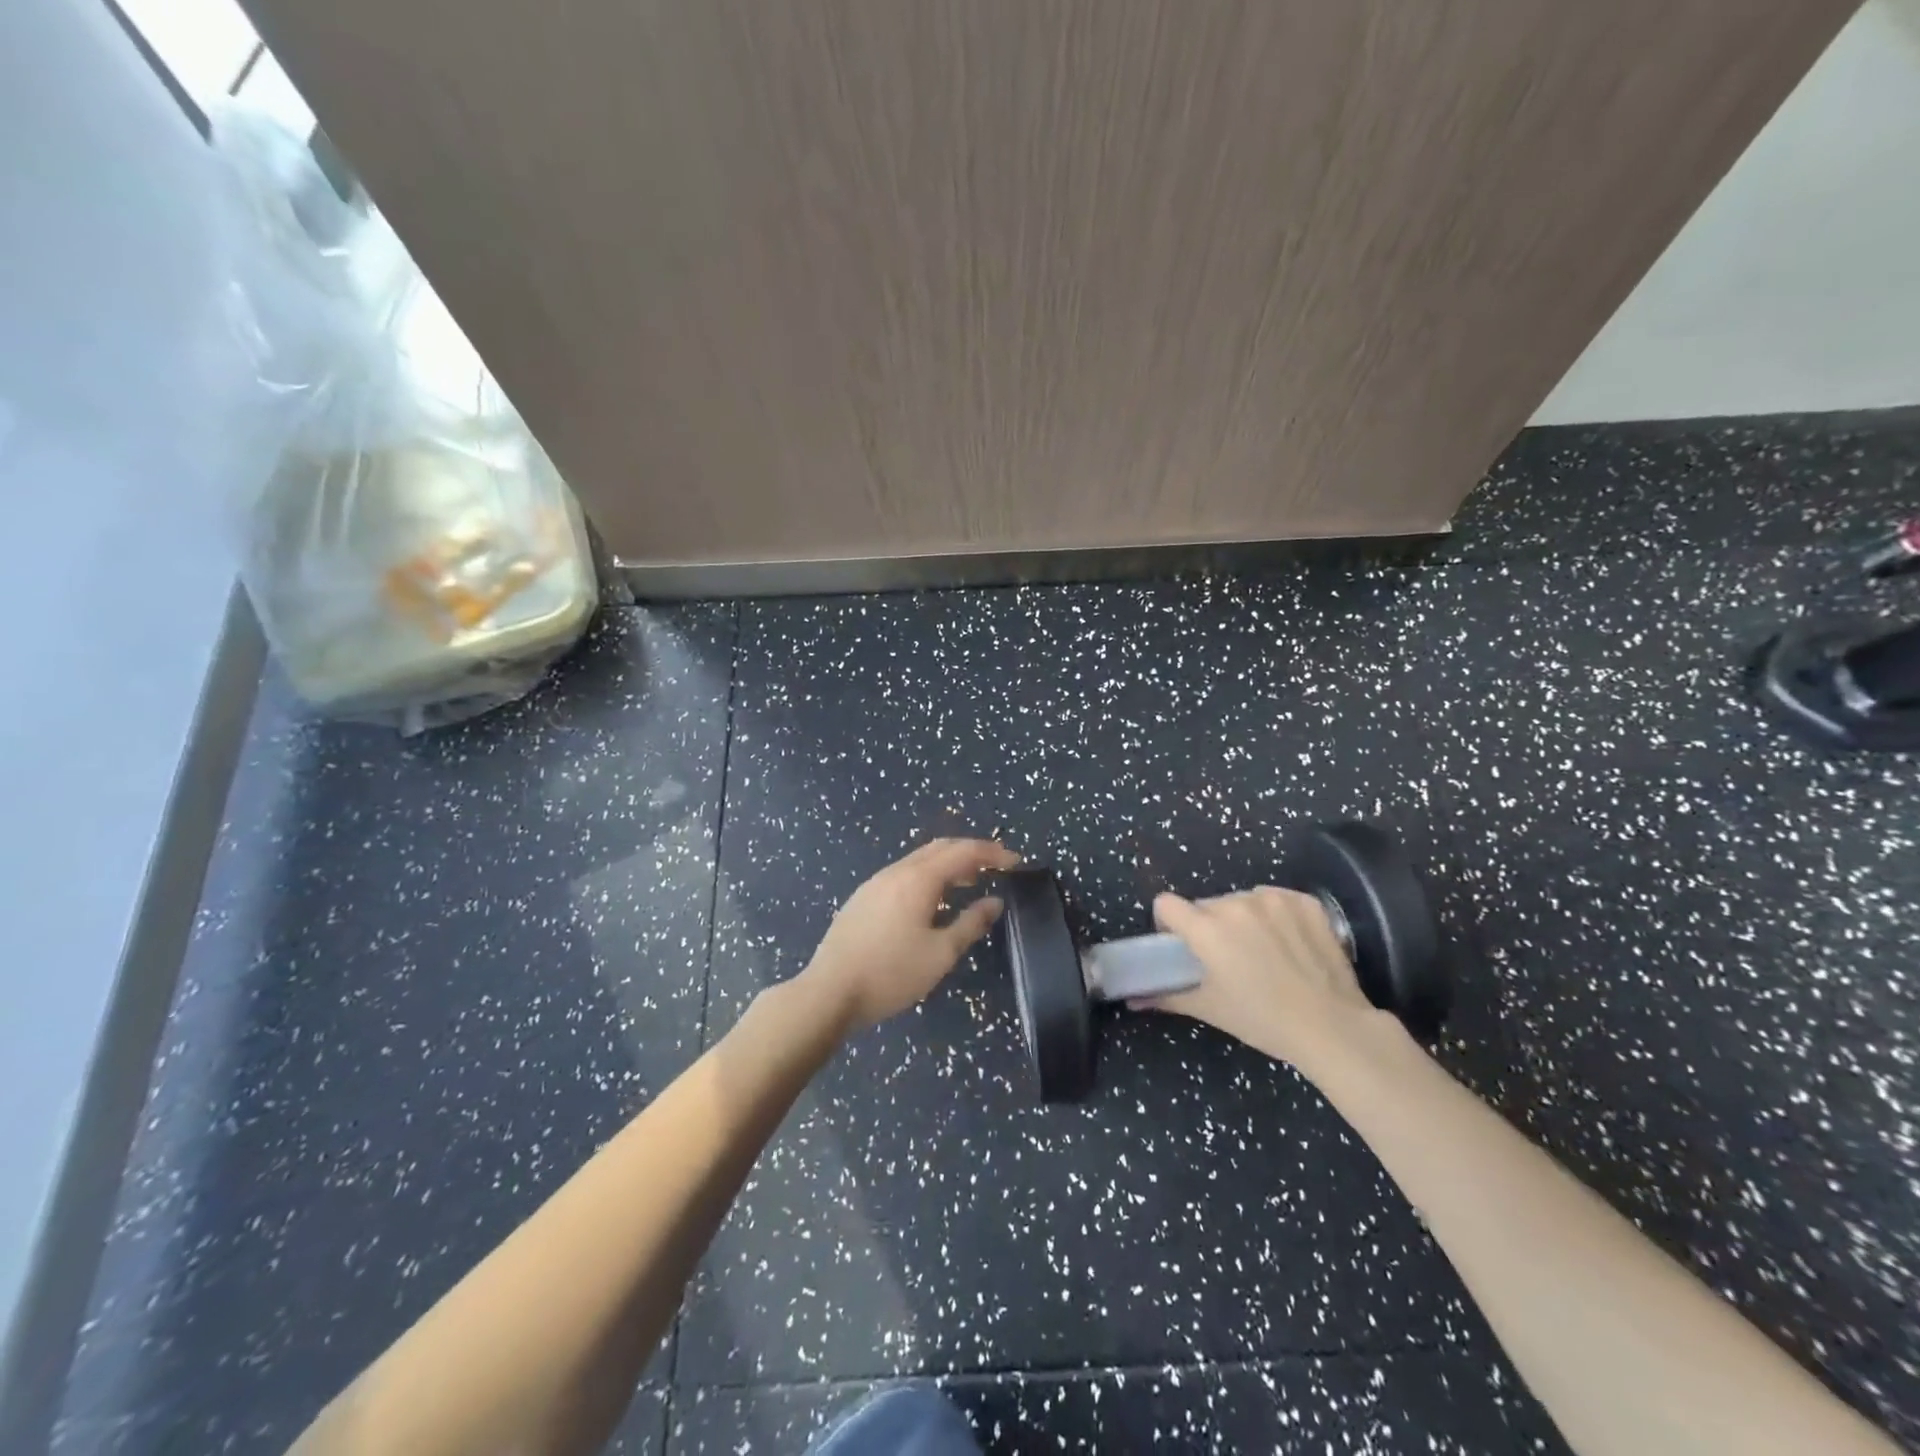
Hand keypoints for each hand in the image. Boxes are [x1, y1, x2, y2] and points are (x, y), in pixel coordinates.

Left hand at [800, 838, 1020, 1030]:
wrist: (829, 991)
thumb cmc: (891, 973)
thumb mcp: (940, 954)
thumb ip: (970, 924)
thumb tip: (994, 902)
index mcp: (918, 879)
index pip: (963, 852)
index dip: (992, 853)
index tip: (1015, 862)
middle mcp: (896, 871)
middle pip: (940, 848)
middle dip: (970, 852)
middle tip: (995, 868)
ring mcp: (875, 883)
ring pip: (919, 860)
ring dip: (948, 864)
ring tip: (969, 883)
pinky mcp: (863, 898)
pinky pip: (903, 874)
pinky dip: (927, 876)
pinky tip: (932, 901)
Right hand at [1141, 886, 1392, 1080]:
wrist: (1333, 1027)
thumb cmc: (1263, 1020)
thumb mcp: (1211, 1009)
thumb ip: (1167, 996)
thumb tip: (1133, 1000)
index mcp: (1207, 928)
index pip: (1166, 904)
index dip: (1169, 924)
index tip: (1182, 945)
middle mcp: (1236, 903)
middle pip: (1207, 905)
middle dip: (1209, 926)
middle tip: (1228, 959)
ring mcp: (1274, 899)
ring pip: (1241, 900)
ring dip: (1243, 919)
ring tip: (1264, 952)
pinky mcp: (1305, 901)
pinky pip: (1276, 900)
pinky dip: (1277, 916)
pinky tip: (1290, 944)